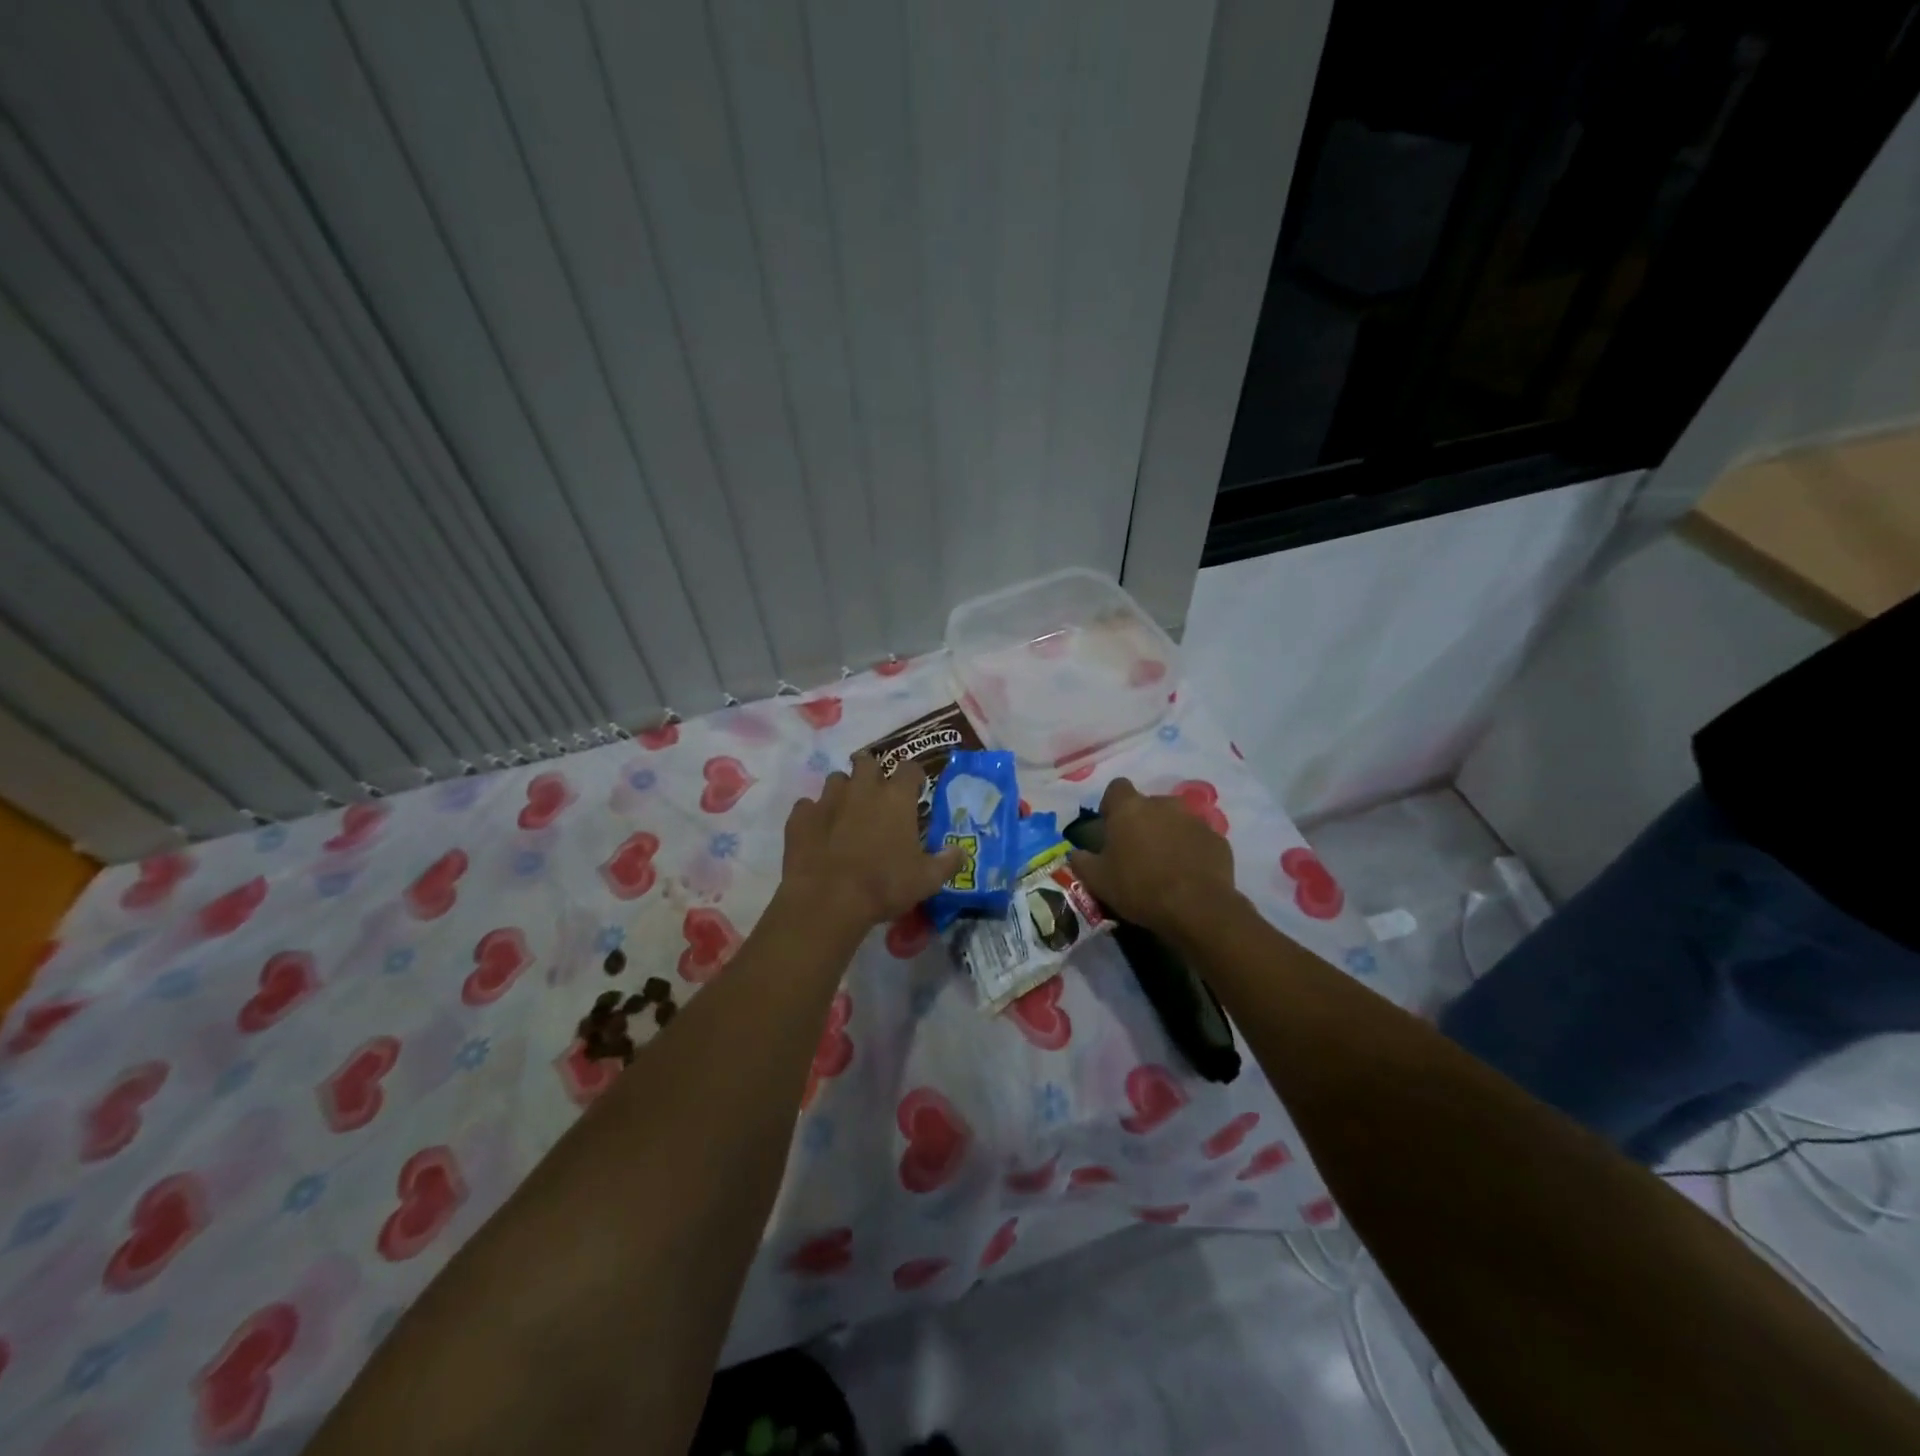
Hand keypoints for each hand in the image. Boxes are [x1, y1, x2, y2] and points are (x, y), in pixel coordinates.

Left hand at [780, 753, 963, 931]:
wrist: (827, 900)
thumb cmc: (884, 885)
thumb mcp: (927, 880)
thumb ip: (947, 862)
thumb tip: (961, 852)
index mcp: (896, 798)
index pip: (910, 768)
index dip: (914, 776)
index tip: (916, 790)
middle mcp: (862, 789)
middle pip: (867, 761)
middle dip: (872, 771)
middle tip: (876, 793)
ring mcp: (827, 800)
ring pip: (836, 780)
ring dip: (843, 791)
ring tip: (846, 812)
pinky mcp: (800, 817)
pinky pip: (807, 806)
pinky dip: (814, 815)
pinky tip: (818, 832)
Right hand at [1068, 777, 1235, 936]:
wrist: (1196, 908)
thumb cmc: (1138, 888)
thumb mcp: (1097, 880)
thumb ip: (1081, 861)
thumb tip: (1076, 854)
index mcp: (1130, 808)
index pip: (1116, 788)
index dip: (1112, 806)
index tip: (1111, 828)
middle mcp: (1163, 804)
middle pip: (1148, 804)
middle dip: (1142, 822)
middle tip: (1137, 852)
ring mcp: (1194, 819)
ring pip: (1175, 820)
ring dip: (1168, 835)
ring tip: (1164, 865)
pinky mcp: (1217, 839)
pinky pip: (1198, 839)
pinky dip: (1191, 850)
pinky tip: (1188, 875)